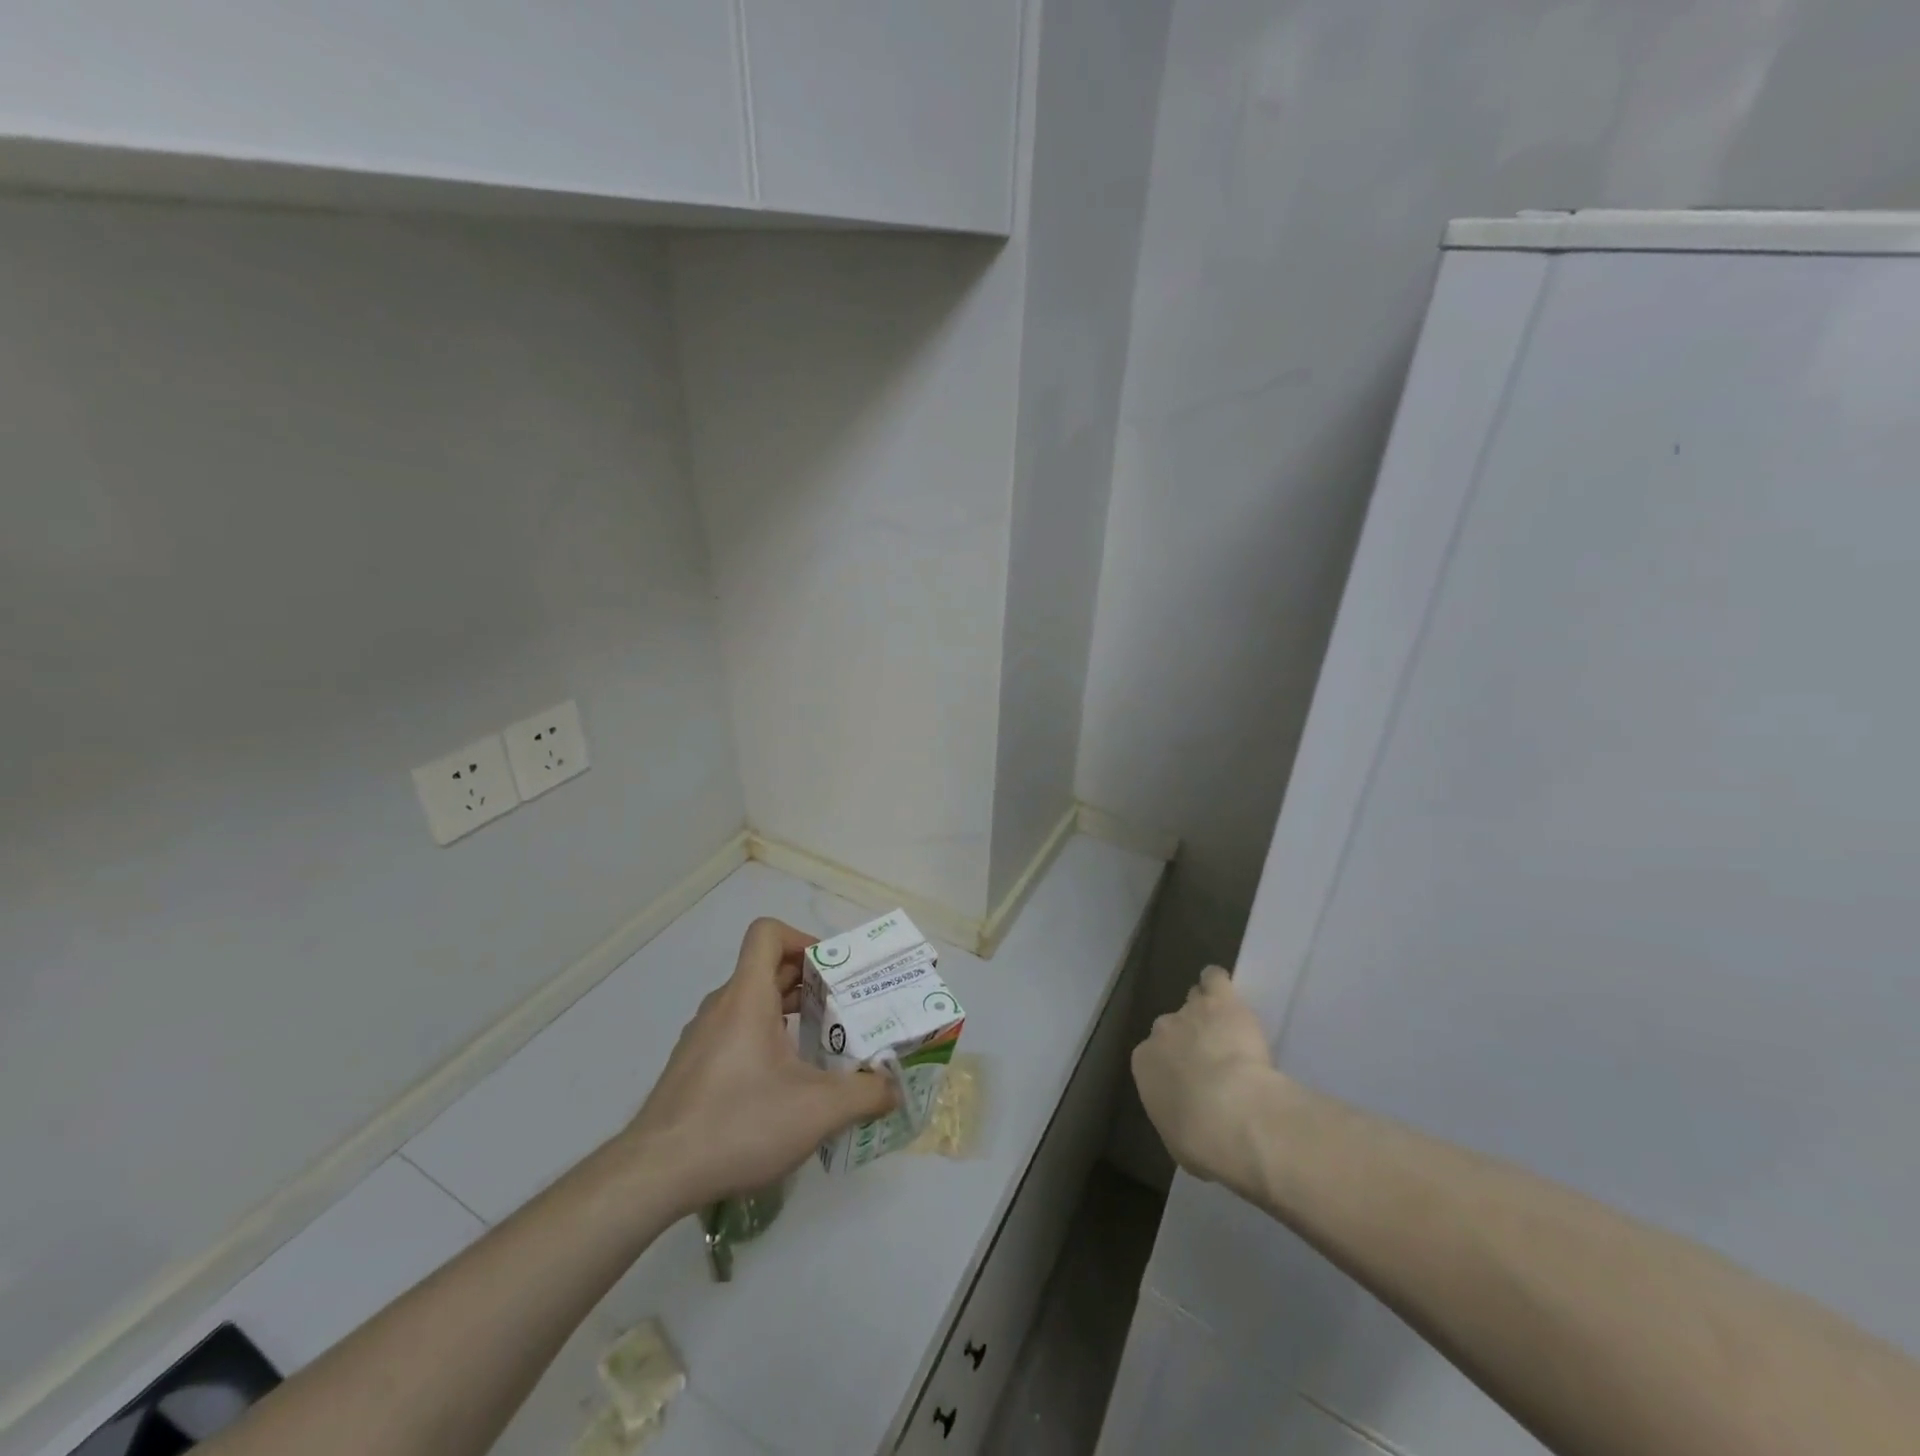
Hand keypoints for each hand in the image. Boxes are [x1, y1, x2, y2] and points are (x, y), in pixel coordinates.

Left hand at [624, 917, 896, 1216]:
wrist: (653, 1176)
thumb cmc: (738, 1123)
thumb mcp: (818, 1110)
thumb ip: (866, 1094)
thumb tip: (894, 1088)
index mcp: (747, 996)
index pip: (768, 933)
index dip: (803, 939)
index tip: (832, 972)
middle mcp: (721, 1006)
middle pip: (766, 969)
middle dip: (809, 982)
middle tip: (845, 1010)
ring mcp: (701, 1038)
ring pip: (751, 1004)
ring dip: (787, 1013)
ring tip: (821, 1046)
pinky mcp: (692, 1069)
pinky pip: (735, 1033)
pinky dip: (765, 1040)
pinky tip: (783, 1086)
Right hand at [1131, 966, 1280, 1190]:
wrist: (1233, 1114)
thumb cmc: (1201, 1140)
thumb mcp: (1177, 1141)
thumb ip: (1176, 1118)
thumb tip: (1187, 1119)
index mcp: (1144, 1063)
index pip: (1154, 1056)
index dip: (1175, 1067)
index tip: (1194, 1082)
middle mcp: (1161, 1031)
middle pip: (1173, 1026)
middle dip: (1190, 1038)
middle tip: (1214, 1059)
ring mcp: (1190, 1011)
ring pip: (1195, 999)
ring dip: (1207, 1012)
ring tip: (1227, 1029)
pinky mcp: (1220, 1000)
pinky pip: (1215, 979)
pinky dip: (1220, 984)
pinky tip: (1230, 995)